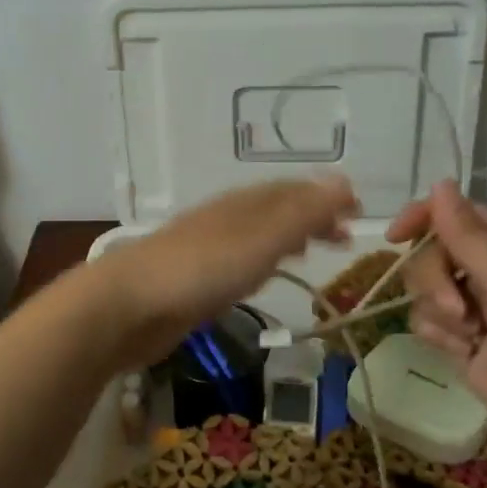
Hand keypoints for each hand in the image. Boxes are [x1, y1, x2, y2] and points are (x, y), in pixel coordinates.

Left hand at [97, 176, 358, 370]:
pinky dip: (264, 260)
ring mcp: (208, 247)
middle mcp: (227, 218)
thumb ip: (302, 214)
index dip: (327, 196)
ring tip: (314, 252)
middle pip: (277, 209)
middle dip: (312, 217)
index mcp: (244, 204)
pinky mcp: (194, 278)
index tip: (359, 210)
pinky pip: (241, 260)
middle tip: (344, 238)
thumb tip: (343, 181)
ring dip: (289, 238)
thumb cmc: (200, 270)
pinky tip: (263, 276)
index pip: (294, 190)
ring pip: (259, 234)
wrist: (127, 306)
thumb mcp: (261, 240)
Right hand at [386, 180, 486, 468]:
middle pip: (431, 252)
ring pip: (423, 288)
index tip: (395, 236)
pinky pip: (425, 320)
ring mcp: (474, 303)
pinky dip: (438, 335)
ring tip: (470, 335)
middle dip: (435, 280)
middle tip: (458, 310)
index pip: (453, 213)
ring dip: (438, 312)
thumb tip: (440, 183)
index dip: (421, 218)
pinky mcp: (461, 337)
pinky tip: (464, 352)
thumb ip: (468, 235)